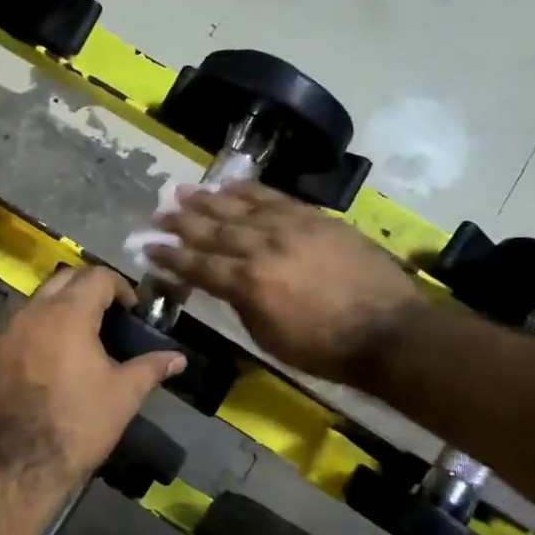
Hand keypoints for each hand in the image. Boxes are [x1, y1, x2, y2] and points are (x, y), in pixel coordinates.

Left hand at [0, 267, 184, 487]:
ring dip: (61, 307)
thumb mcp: (123, 395)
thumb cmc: (78, 424)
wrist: (18, 462)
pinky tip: (51, 359)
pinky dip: (39, 330)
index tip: (132, 310)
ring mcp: (6, 333)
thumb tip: (179, 359)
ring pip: (38, 302)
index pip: (97, 277)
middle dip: (89, 288)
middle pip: (64, 279)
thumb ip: (151, 368)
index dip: (120, 286)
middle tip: (109, 314)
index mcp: (68, 315)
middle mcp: (33, 313)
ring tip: (81, 337)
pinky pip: (19, 328)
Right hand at [149, 183, 420, 382]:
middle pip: (214, 230)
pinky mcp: (316, 218)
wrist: (387, 330)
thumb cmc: (323, 348)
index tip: (148, 247)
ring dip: (208, 200)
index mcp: (248, 284)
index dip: (171, 256)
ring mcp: (291, 228)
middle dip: (181, 222)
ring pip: (241, 208)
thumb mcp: (268, 337)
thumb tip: (225, 283)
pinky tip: (230, 186)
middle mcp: (263, 248)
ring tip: (183, 192)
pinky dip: (250, 191)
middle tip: (157, 214)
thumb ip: (241, 304)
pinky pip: (276, 198)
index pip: (199, 265)